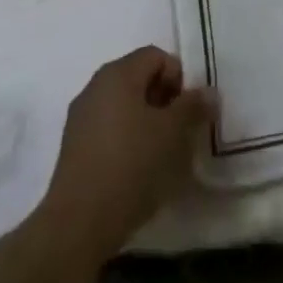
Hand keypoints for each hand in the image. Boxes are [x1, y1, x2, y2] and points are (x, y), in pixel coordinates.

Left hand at [33, 46, 214, 263]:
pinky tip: (135, 170)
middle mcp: (95, 86)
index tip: (186, 112)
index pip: (157, 57)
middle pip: (139, 79)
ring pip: (123, 105)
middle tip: (177, 132)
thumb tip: (209, 92)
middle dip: (163, 100)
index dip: (178, 78)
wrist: (77, 225)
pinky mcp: (72, 148)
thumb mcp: (172, 133)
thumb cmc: (130, 165)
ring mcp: (80, 117)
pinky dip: (126, 139)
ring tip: (158, 154)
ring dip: (145, 121)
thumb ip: (194, 106)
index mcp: (118, 73)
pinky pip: (108, 129)